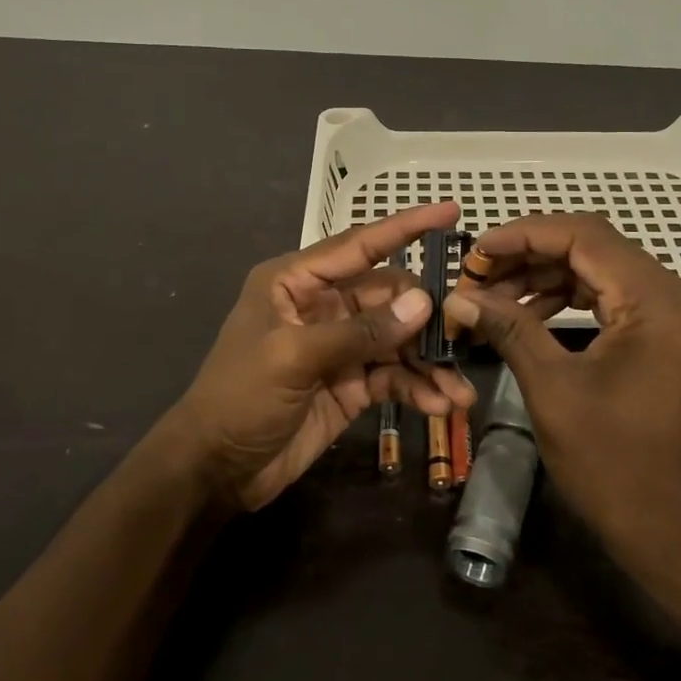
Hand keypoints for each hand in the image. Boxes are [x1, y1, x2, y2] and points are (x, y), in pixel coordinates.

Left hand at [166, 202, 475, 511]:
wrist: (217, 469)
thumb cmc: (240, 397)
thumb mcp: (294, 358)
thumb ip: (360, 331)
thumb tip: (424, 303)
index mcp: (297, 281)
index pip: (360, 245)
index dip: (406, 227)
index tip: (450, 211)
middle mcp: (322, 305)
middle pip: (389, 296)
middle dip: (426, 317)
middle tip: (463, 336)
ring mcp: (340, 346)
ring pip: (398, 340)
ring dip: (428, 362)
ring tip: (459, 389)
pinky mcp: (352, 384)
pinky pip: (394, 377)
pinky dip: (417, 388)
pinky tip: (441, 404)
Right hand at [442, 214, 680, 585]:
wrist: (675, 530)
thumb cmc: (614, 464)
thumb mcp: (553, 389)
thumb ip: (508, 328)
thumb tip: (458, 296)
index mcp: (658, 301)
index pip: (585, 237)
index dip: (524, 235)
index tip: (476, 251)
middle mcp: (675, 295)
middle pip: (594, 247)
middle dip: (530, 255)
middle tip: (478, 274)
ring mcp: (675, 316)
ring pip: (601, 269)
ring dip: (545, 276)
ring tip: (494, 295)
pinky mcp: (667, 336)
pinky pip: (613, 297)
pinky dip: (569, 298)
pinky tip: (529, 313)